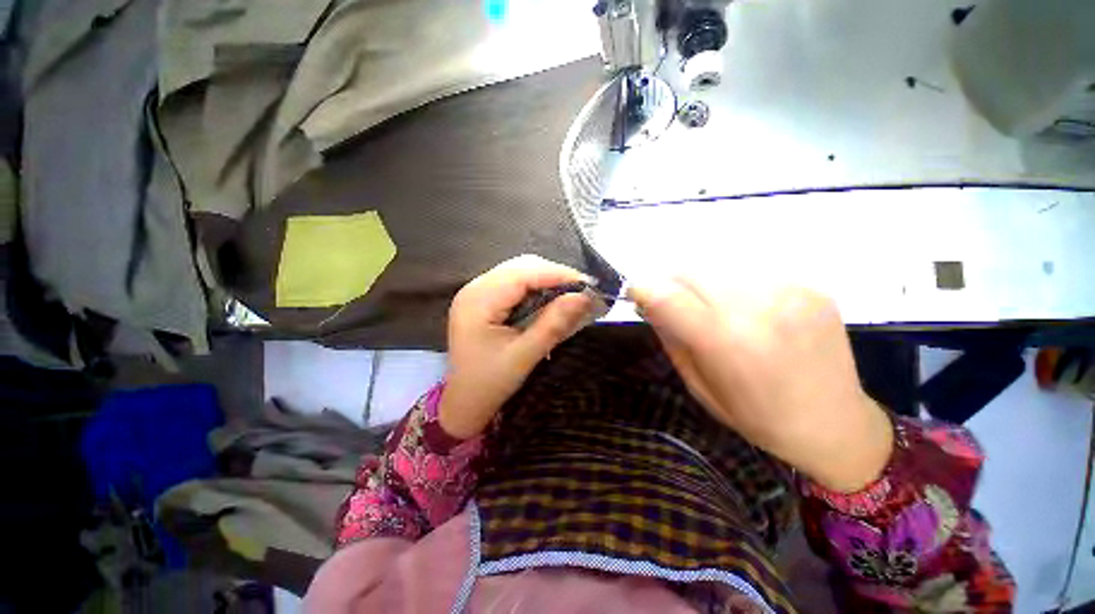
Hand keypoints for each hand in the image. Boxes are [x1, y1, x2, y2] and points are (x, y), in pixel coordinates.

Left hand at [440, 255, 594, 438]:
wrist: (464, 403)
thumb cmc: (490, 383)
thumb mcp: (524, 356)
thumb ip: (554, 324)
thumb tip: (585, 297)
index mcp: (478, 301)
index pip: (522, 274)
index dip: (557, 274)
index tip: (588, 285)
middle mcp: (475, 288)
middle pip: (521, 268)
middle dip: (554, 276)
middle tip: (582, 292)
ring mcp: (477, 292)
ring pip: (519, 272)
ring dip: (547, 281)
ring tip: (570, 295)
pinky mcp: (484, 300)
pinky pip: (515, 284)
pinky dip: (536, 289)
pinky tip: (550, 300)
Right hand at [630, 276, 892, 491]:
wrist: (834, 423)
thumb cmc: (757, 417)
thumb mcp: (698, 385)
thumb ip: (671, 337)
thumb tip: (648, 303)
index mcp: (727, 341)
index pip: (667, 294)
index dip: (642, 289)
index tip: (635, 295)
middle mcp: (758, 307)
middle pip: (690, 270)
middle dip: (670, 282)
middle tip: (671, 303)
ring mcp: (789, 291)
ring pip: (718, 265)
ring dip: (701, 282)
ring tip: (709, 307)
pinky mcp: (809, 286)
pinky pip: (750, 271)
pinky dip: (733, 285)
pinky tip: (744, 309)